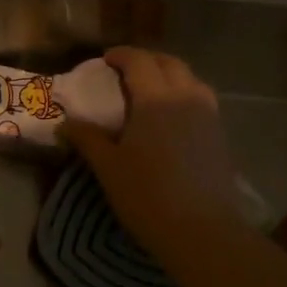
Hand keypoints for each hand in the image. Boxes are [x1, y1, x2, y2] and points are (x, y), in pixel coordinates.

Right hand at [64, 47, 244, 260]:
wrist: (203, 231)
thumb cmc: (147, 195)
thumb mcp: (108, 167)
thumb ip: (87, 138)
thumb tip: (65, 123)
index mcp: (155, 99)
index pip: (139, 61)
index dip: (121, 55)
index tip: (105, 59)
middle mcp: (186, 98)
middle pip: (169, 64)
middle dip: (147, 60)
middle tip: (126, 71)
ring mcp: (208, 116)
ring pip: (191, 80)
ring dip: (169, 75)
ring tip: (151, 90)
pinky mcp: (220, 136)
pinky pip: (202, 100)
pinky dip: (184, 95)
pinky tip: (172, 118)